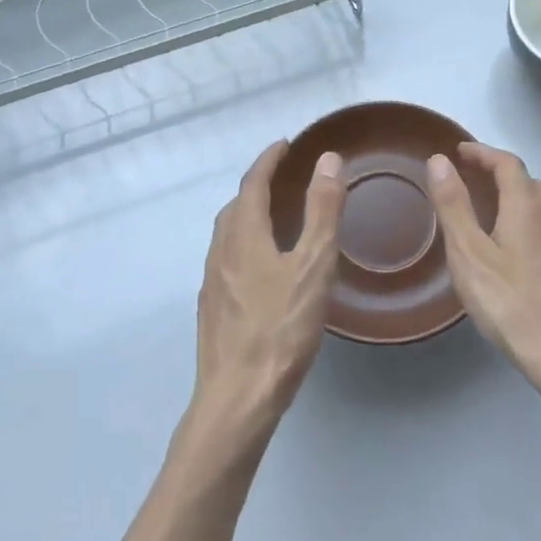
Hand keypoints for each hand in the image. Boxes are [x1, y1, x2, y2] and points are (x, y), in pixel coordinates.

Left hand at [192, 140, 343, 439]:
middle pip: (234, 207)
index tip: (285, 144)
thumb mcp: (313, 265)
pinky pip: (226, 260)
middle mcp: (221, 252)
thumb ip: (322, 211)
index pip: (252, 184)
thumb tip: (328, 160)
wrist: (238, 396)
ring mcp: (212, 283)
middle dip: (256, 186)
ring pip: (227, 235)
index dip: (268, 160)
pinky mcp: (213, 310)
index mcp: (243, 236)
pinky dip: (244, 244)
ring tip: (273, 217)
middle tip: (282, 178)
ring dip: (247, 215)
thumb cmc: (281, 329)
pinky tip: (261, 268)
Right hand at [427, 143, 540, 418]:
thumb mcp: (470, 254)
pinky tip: (514, 250)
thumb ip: (453, 206)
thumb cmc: (512, 304)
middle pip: (530, 182)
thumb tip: (440, 160)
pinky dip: (528, 222)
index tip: (460, 153)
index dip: (483, 153)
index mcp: (527, 208)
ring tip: (491, 211)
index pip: (508, 164)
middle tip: (473, 179)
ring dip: (517, 196)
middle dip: (501, 172)